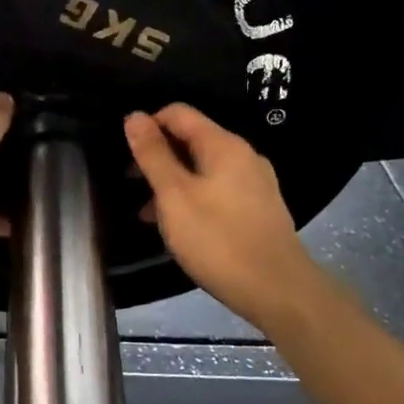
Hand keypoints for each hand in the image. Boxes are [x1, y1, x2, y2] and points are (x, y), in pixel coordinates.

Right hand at [125, 103, 318, 326]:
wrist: (278, 290)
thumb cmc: (218, 239)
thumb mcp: (174, 196)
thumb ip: (152, 155)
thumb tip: (134, 116)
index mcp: (223, 145)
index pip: (178, 113)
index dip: (148, 125)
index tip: (126, 153)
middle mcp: (243, 155)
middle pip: (191, 139)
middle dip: (158, 156)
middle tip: (131, 183)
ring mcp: (255, 183)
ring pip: (203, 168)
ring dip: (172, 182)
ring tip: (148, 212)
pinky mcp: (259, 209)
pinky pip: (218, 190)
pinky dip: (193, 198)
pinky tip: (180, 227)